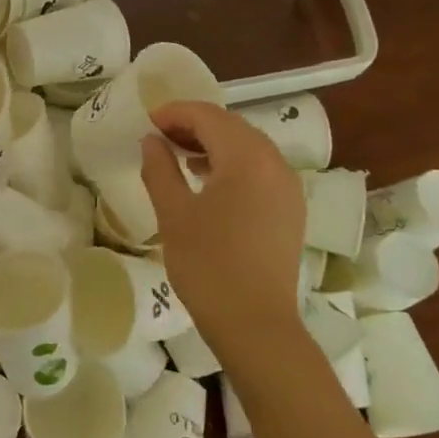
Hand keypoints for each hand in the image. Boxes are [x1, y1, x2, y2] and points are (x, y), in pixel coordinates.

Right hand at [141, 101, 304, 349]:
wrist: (256, 325)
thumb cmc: (208, 266)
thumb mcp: (173, 214)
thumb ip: (160, 169)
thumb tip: (152, 141)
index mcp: (247, 159)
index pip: (209, 116)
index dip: (176, 112)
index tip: (148, 121)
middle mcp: (274, 164)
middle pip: (232, 127)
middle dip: (194, 124)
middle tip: (160, 136)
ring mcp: (288, 187)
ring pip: (248, 147)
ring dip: (214, 143)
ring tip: (179, 155)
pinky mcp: (290, 209)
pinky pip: (260, 169)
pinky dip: (232, 163)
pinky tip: (208, 180)